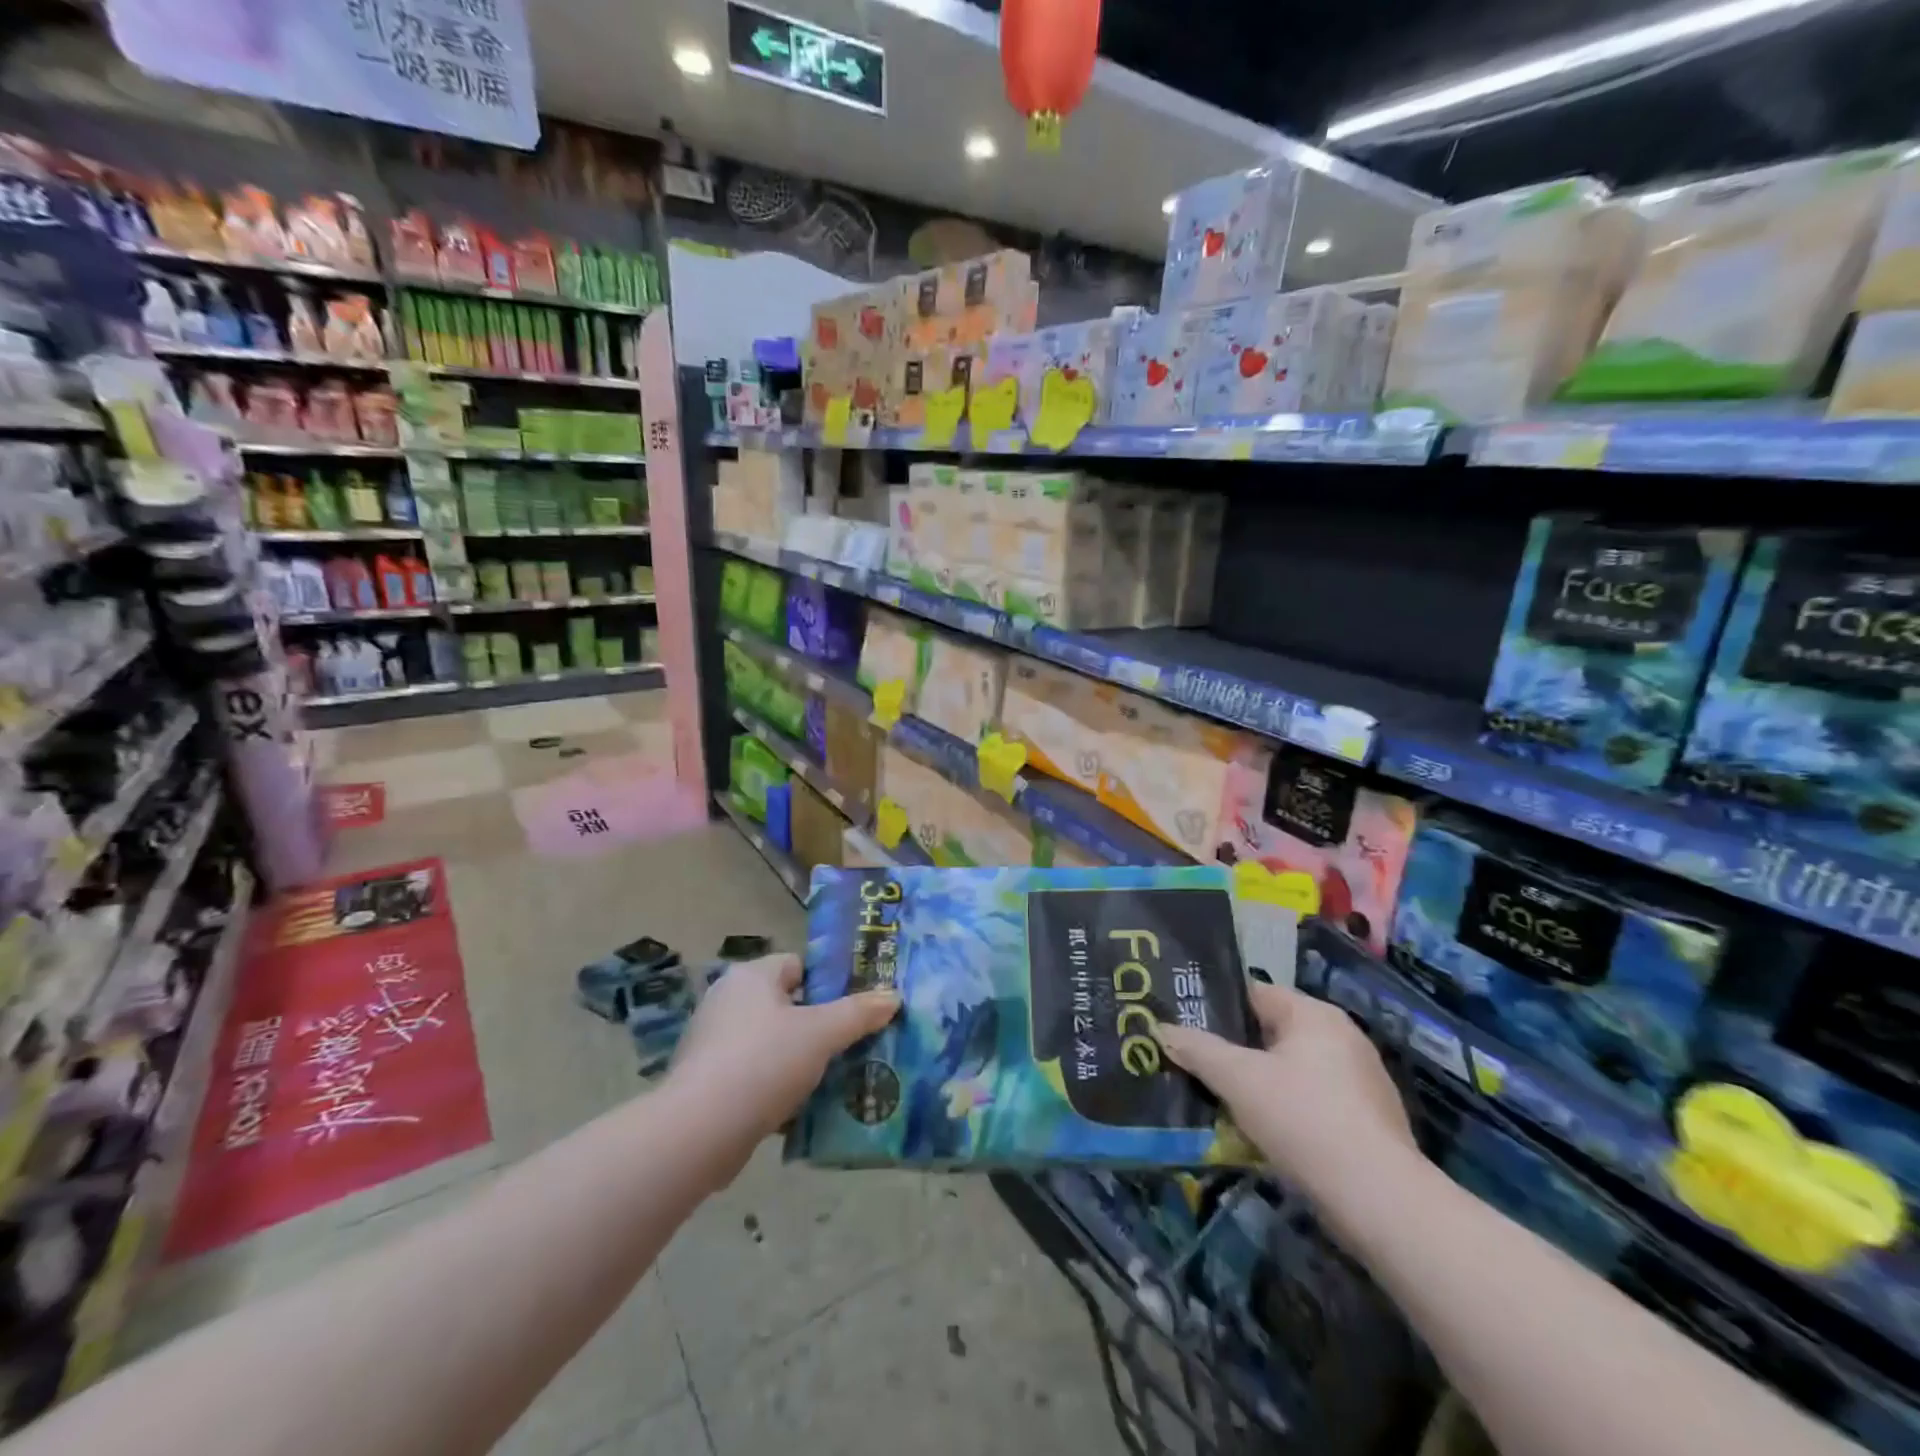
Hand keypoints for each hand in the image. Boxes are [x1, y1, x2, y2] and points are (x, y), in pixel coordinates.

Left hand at [667, 953, 898, 1160]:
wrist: (698, 1132)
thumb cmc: (763, 1063)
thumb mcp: (821, 1034)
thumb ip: (858, 1013)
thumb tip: (892, 996)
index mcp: (751, 976)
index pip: (798, 965)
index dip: (828, 984)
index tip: (855, 1009)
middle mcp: (727, 1000)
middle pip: (786, 1005)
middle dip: (817, 1025)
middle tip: (851, 1045)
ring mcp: (712, 1041)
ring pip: (771, 1042)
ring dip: (797, 1059)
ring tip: (834, 1079)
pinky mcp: (706, 1081)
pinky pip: (753, 1074)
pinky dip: (774, 1086)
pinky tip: (800, 1108)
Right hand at [1154, 981, 1417, 1211]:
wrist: (1381, 1202)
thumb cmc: (1304, 1120)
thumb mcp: (1238, 1080)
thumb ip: (1198, 1050)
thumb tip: (1162, 1028)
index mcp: (1314, 1015)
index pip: (1254, 993)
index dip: (1216, 1006)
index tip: (1183, 1022)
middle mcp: (1342, 1038)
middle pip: (1271, 1033)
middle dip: (1234, 1050)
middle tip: (1193, 1062)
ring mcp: (1360, 1081)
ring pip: (1290, 1071)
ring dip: (1258, 1083)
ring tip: (1218, 1099)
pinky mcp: (1368, 1122)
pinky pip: (1311, 1102)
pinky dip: (1285, 1111)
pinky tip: (1260, 1134)